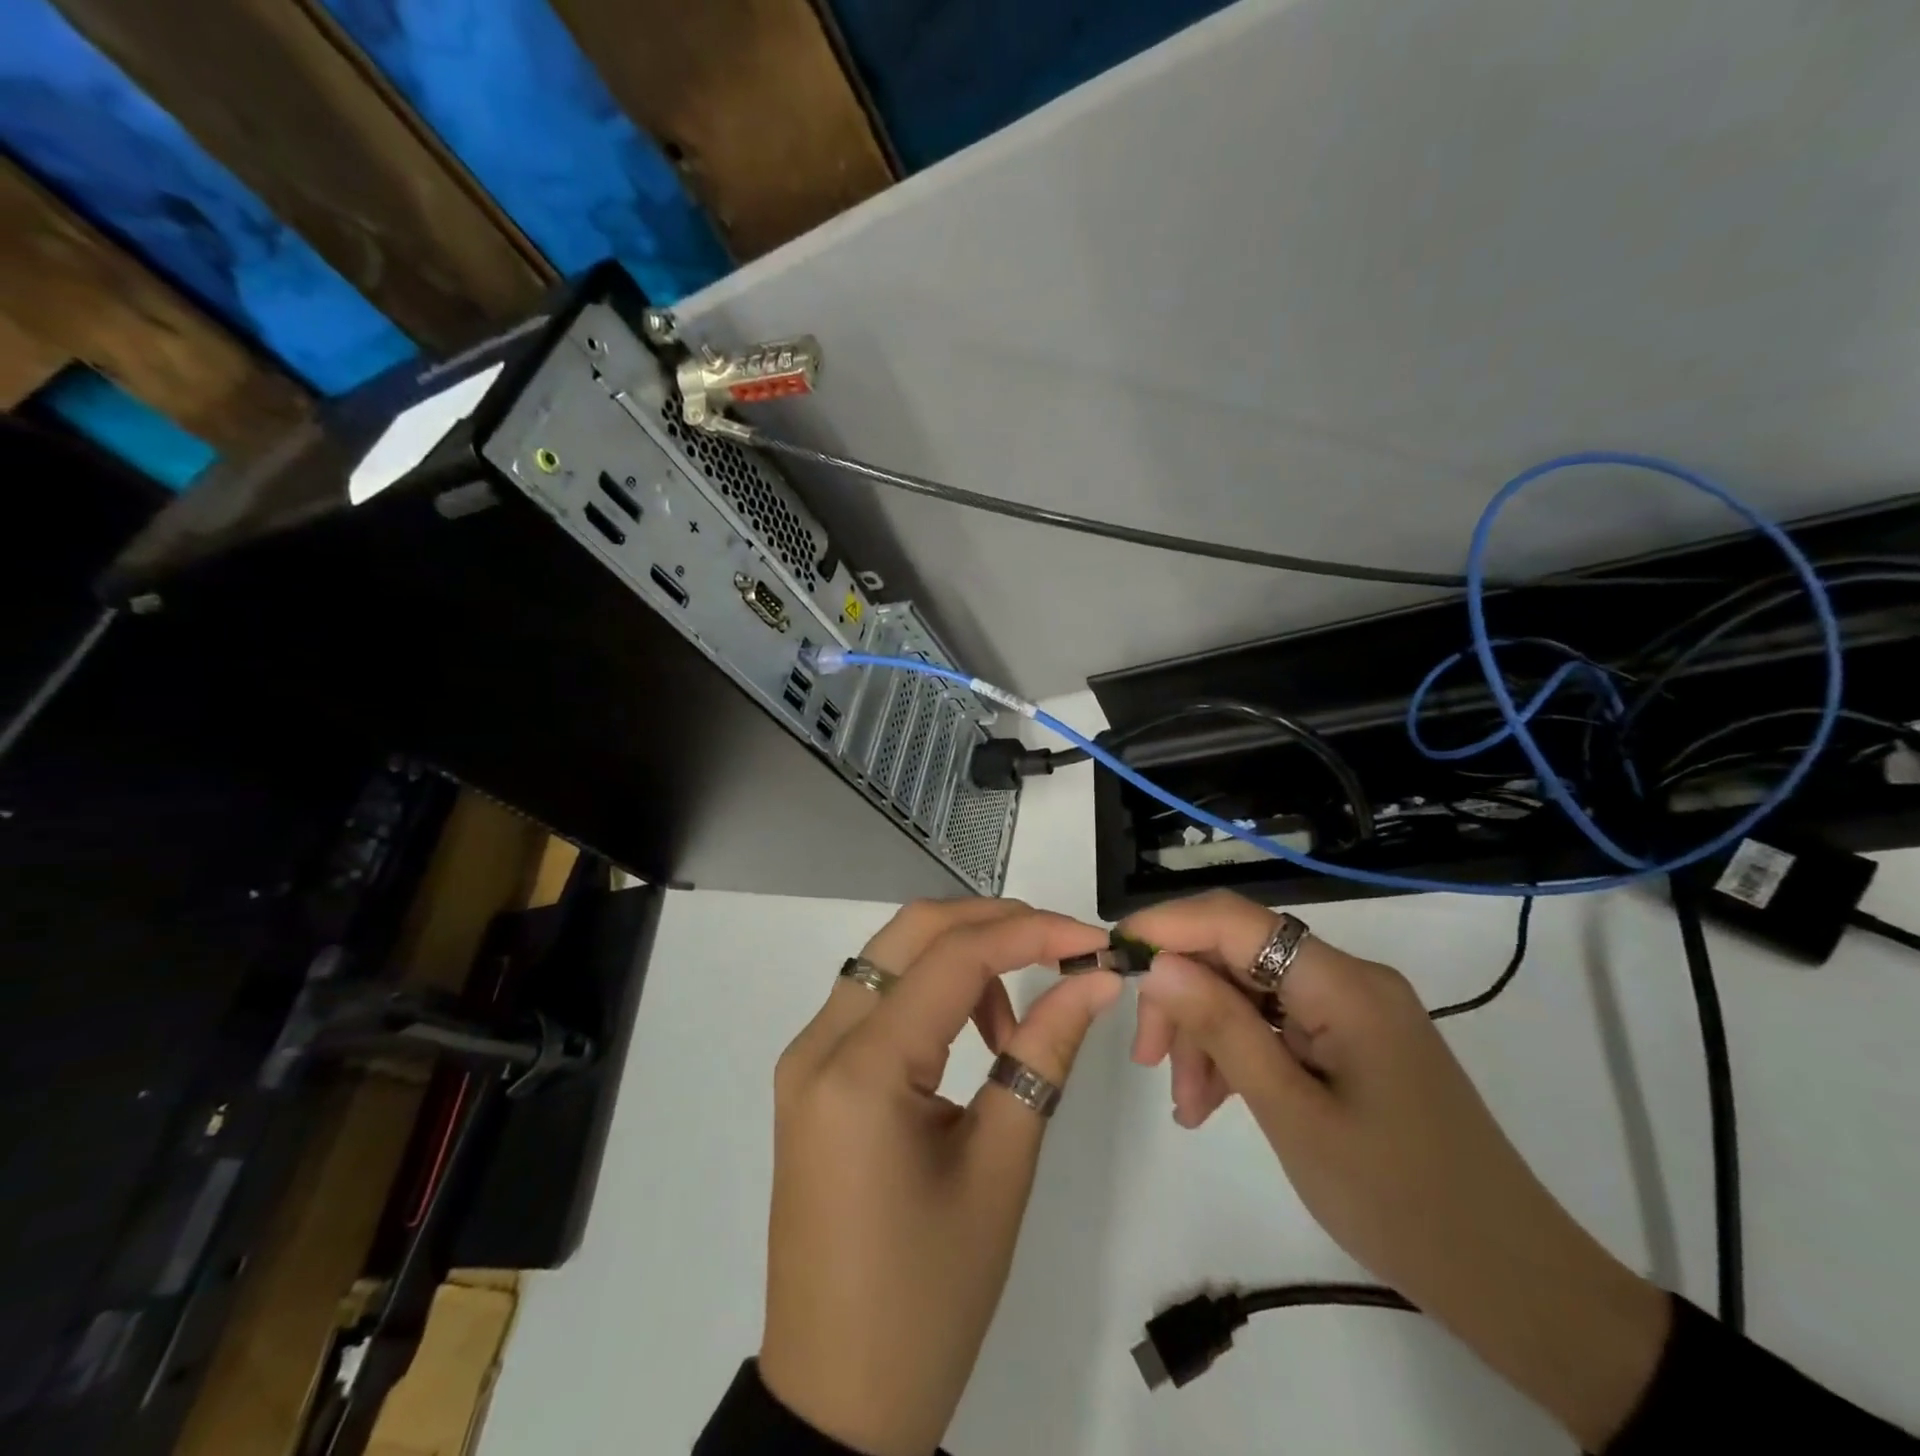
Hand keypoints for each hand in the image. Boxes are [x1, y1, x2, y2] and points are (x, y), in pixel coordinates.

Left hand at [760, 899, 1121, 1455]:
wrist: (838, 1397)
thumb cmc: (929, 1297)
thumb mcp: (1001, 1168)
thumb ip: (1044, 1054)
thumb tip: (1096, 979)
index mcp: (860, 1069)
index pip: (955, 957)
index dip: (1032, 932)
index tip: (1096, 940)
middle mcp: (819, 1041)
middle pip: (911, 932)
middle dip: (992, 923)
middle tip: (1061, 950)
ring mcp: (807, 1056)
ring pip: (891, 958)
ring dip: (960, 957)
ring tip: (1013, 1021)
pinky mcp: (813, 1076)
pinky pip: (876, 998)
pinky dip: (930, 991)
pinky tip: (968, 1038)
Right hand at [1122, 891, 1670, 1451]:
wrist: (1515, 1283)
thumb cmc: (1401, 1201)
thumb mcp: (1293, 1116)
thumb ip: (1223, 1029)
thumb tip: (1158, 962)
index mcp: (1342, 984)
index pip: (1234, 920)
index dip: (1166, 926)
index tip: (1111, 957)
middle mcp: (1347, 978)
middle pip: (1236, 954)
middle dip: (1183, 998)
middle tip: (1146, 1060)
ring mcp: (1352, 1008)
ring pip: (1249, 990)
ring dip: (1206, 1034)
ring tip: (1188, 1106)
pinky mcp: (1353, 1038)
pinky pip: (1275, 1021)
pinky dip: (1238, 1051)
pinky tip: (1216, 1101)